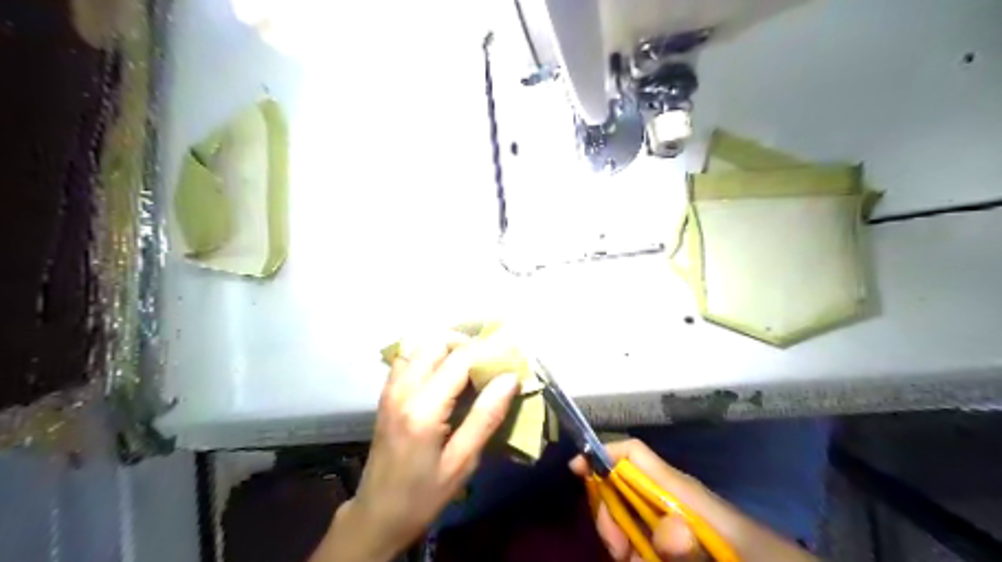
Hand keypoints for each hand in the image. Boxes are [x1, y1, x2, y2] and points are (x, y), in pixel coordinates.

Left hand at [313, 331, 520, 558]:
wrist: (375, 515)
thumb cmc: (423, 495)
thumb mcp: (462, 463)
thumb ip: (486, 417)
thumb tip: (510, 378)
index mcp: (423, 409)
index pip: (460, 359)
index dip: (488, 353)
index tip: (509, 360)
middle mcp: (403, 390)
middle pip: (437, 341)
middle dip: (466, 345)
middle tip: (488, 365)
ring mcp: (390, 389)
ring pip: (420, 344)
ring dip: (447, 348)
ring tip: (469, 367)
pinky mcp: (386, 393)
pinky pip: (408, 357)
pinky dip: (429, 355)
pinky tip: (444, 375)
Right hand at [572, 439, 811, 561]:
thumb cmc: (758, 558)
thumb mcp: (724, 555)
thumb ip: (694, 551)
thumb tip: (666, 530)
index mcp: (681, 490)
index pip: (634, 453)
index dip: (602, 453)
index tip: (576, 470)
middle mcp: (672, 498)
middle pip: (622, 485)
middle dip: (609, 510)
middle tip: (617, 548)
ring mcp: (674, 520)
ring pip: (629, 516)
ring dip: (623, 539)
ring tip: (633, 560)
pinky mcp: (677, 538)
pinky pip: (645, 538)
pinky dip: (638, 551)